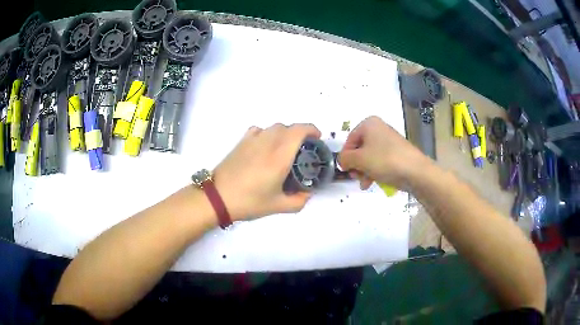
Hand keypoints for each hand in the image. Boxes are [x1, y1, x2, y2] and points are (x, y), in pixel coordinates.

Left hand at [214, 123, 320, 220]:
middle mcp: (268, 142)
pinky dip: (268, 134)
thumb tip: (307, 194)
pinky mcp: (241, 142)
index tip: (317, 139)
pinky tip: (265, 147)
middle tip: (302, 150)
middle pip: (288, 127)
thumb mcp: (278, 206)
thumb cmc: (249, 201)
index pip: (299, 130)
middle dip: (300, 134)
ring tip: (284, 150)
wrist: (218, 197)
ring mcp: (253, 140)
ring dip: (284, 133)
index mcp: (280, 156)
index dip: (311, 129)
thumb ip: (299, 201)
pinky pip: (259, 130)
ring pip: (274, 127)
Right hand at [338, 116, 430, 189]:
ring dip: (364, 171)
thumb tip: (342, 160)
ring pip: (369, 157)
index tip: (346, 170)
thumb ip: (345, 158)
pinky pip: (380, 161)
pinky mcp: (396, 153)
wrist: (415, 171)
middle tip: (356, 177)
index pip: (349, 140)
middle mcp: (379, 129)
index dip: (345, 156)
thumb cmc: (385, 160)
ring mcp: (389, 141)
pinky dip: (374, 171)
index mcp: (369, 124)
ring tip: (365, 183)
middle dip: (356, 165)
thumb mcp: (359, 159)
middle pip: (359, 149)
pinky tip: (372, 183)